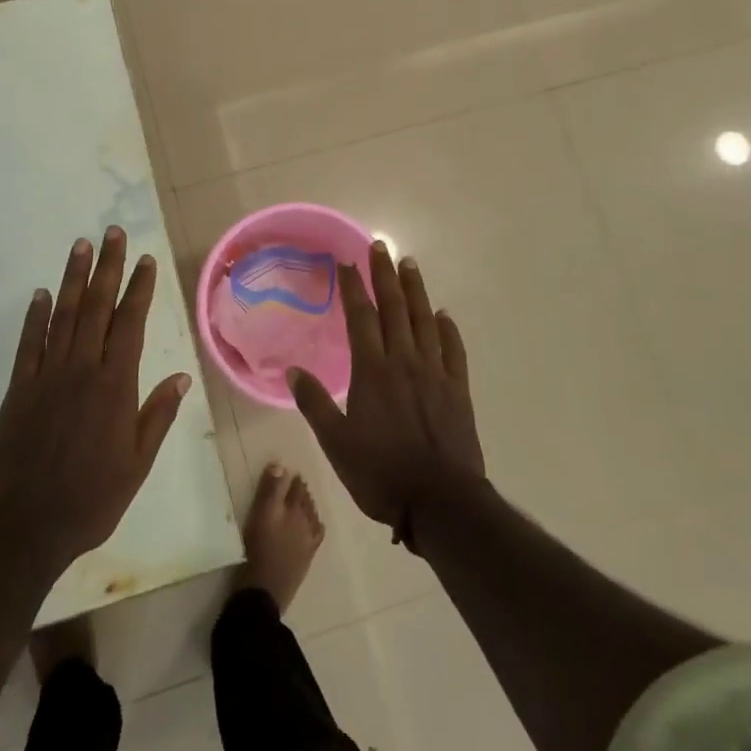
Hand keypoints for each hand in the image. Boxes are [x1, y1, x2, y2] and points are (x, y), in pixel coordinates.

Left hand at [0, 227, 190, 573]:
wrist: (26, 527)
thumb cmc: (91, 498)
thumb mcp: (138, 464)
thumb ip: (158, 415)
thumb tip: (181, 376)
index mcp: (115, 385)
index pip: (130, 323)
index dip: (138, 289)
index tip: (145, 260)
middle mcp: (82, 369)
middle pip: (96, 307)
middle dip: (106, 267)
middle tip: (111, 234)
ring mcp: (47, 376)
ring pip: (63, 315)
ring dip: (72, 278)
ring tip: (80, 246)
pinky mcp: (19, 389)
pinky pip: (29, 343)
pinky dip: (35, 316)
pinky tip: (41, 293)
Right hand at [289, 242, 484, 548]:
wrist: (440, 503)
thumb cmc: (380, 473)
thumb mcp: (336, 443)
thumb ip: (315, 403)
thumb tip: (292, 370)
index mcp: (373, 371)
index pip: (361, 317)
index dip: (353, 287)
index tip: (347, 262)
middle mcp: (404, 362)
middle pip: (394, 308)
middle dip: (385, 275)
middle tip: (381, 247)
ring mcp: (435, 374)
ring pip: (425, 321)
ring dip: (416, 291)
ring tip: (410, 265)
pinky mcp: (458, 391)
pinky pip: (453, 351)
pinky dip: (448, 330)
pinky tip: (444, 315)